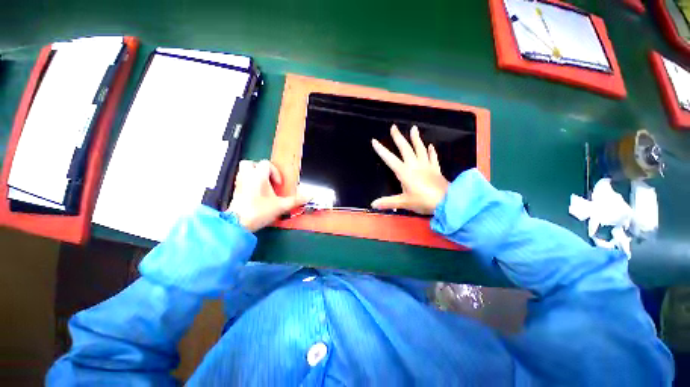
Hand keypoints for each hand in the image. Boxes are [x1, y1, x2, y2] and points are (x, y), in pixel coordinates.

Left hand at [227, 160, 307, 231]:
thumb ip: (296, 200)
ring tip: (263, 185)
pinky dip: (249, 183)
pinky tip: (256, 193)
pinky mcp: (235, 192)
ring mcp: (239, 184)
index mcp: (259, 176)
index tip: (278, 184)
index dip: (275, 172)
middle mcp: (247, 177)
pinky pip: (241, 180)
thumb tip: (309, 196)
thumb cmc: (259, 212)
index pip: (266, 164)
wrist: (238, 224)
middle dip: (260, 169)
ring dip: (254, 175)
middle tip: (268, 179)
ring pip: (244, 171)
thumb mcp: (281, 206)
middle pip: (250, 163)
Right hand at [371, 125, 448, 214]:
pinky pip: (433, 157)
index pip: (390, 159)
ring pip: (420, 149)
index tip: (374, 140)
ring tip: (413, 128)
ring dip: (416, 138)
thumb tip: (372, 204)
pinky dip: (431, 151)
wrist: (447, 202)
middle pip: (405, 148)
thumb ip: (388, 203)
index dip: (381, 150)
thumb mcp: (404, 203)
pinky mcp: (436, 169)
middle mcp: (415, 165)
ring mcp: (427, 166)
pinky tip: (431, 145)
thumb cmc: (423, 201)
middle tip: (394, 126)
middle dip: (398, 137)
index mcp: (404, 172)